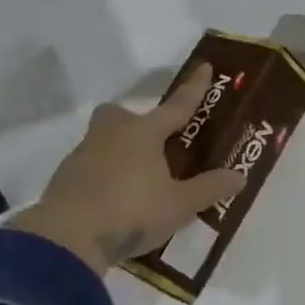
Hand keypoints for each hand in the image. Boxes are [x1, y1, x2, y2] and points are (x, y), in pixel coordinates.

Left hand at [9, 63, 245, 275]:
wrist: (68, 238)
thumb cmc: (132, 211)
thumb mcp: (180, 205)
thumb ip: (209, 189)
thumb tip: (239, 177)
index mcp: (143, 134)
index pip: (176, 106)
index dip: (194, 88)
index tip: (204, 66)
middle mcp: (111, 135)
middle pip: (121, 114)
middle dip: (136, 120)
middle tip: (153, 143)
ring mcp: (83, 155)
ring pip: (104, 140)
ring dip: (120, 151)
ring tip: (139, 180)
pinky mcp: (65, 178)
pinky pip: (91, 166)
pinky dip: (104, 175)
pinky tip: (115, 198)